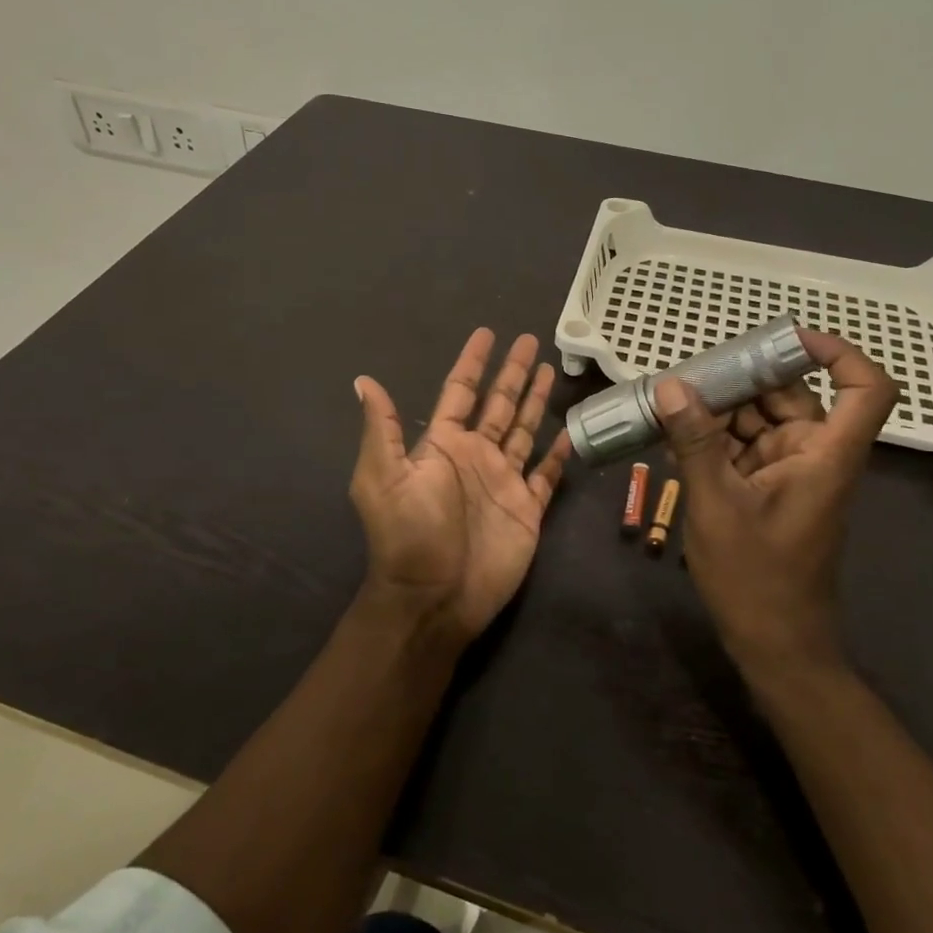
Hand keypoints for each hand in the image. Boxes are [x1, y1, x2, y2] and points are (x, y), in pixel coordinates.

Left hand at [351, 329, 571, 641]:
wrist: (435, 598)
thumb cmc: (409, 534)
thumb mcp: (384, 477)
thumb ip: (382, 429)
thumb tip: (363, 380)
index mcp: (443, 445)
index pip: (460, 392)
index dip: (472, 363)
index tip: (486, 334)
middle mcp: (475, 456)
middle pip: (500, 404)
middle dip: (513, 373)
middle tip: (530, 340)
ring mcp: (503, 481)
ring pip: (525, 431)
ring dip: (536, 402)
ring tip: (551, 370)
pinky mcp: (527, 508)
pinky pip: (546, 474)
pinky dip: (558, 455)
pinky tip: (569, 434)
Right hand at [656, 330, 897, 677]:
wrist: (774, 645)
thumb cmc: (757, 578)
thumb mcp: (716, 504)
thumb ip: (695, 442)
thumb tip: (670, 385)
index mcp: (826, 455)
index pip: (865, 388)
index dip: (838, 353)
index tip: (785, 338)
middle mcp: (815, 454)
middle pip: (792, 395)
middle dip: (741, 380)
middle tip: (686, 377)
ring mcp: (791, 472)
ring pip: (760, 419)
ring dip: (718, 411)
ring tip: (667, 406)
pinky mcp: (768, 489)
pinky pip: (743, 447)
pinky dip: (713, 440)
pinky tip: (672, 438)